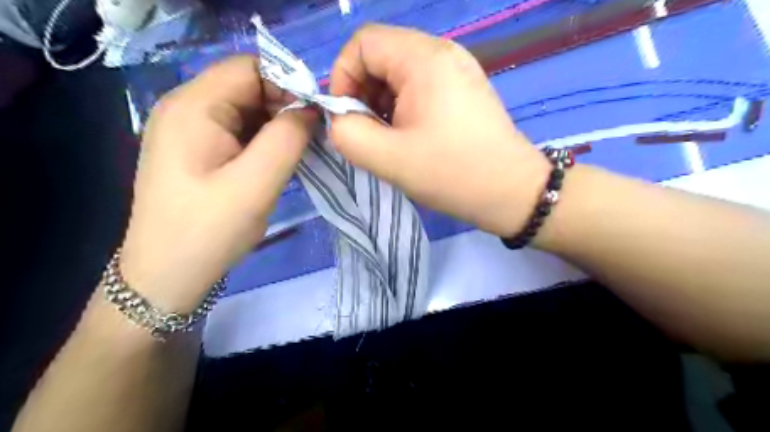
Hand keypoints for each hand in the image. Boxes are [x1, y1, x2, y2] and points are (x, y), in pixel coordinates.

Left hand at [120, 56, 311, 309]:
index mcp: (193, 107)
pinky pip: (238, 131)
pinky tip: (274, 165)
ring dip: (276, 127)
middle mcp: (185, 108)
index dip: (288, 85)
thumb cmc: (210, 230)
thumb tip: (310, 109)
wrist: (168, 276)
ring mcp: (189, 130)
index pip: (250, 68)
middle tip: (309, 142)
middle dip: (284, 108)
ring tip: (294, 156)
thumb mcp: (257, 183)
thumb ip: (288, 138)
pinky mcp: (197, 150)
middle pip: (248, 87)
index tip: (315, 119)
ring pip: (246, 110)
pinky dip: (263, 141)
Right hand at [328, 23, 549, 235]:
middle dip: (362, 94)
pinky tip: (409, 137)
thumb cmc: (453, 173)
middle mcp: (442, 53)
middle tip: (368, 134)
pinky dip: (403, 109)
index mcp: (424, 59)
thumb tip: (341, 120)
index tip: (347, 117)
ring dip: (382, 104)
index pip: (363, 43)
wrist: (511, 192)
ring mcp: (457, 70)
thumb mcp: (389, 159)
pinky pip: (419, 87)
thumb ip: (348, 134)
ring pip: (399, 74)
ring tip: (389, 140)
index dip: (343, 77)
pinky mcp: (463, 90)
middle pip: (381, 57)